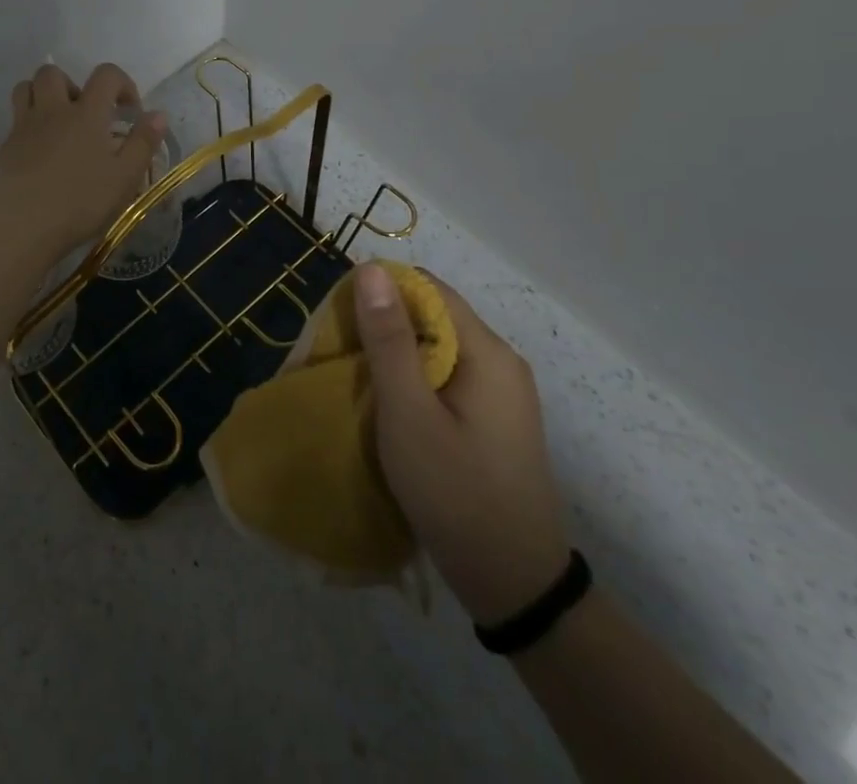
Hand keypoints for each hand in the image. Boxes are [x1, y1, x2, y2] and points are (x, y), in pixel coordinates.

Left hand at [0, 63, 168, 266]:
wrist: (22, 227)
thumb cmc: (80, 202)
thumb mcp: (125, 178)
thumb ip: (143, 142)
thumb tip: (157, 114)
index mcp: (86, 113)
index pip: (106, 74)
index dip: (122, 83)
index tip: (129, 112)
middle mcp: (52, 111)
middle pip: (53, 73)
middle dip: (72, 84)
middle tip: (85, 114)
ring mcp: (23, 127)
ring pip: (25, 89)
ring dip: (42, 96)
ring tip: (58, 125)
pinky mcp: (3, 148)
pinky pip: (14, 123)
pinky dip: (28, 129)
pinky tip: (39, 158)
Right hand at [355, 262, 572, 625]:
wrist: (515, 586)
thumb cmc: (456, 493)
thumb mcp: (409, 414)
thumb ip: (389, 340)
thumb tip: (372, 269)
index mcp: (487, 352)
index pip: (428, 288)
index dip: (381, 291)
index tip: (341, 319)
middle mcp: (500, 362)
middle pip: (433, 316)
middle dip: (384, 325)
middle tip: (342, 354)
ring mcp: (501, 392)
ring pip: (436, 347)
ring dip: (395, 354)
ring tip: (358, 380)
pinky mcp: (493, 419)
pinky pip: (446, 375)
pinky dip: (413, 379)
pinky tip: (390, 406)